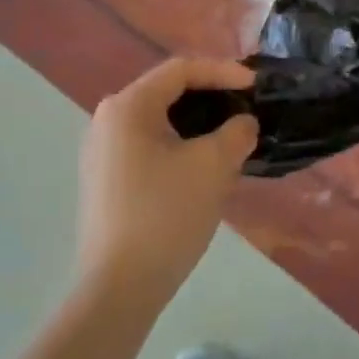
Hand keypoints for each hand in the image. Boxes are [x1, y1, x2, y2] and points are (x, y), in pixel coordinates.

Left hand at [77, 56, 257, 307]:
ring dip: (198, 123)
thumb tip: (242, 124)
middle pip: (167, 92)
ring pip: (159, 121)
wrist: (119, 287)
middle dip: (211, 96)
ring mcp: (102, 152)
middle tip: (246, 107)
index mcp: (128, 107)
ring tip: (231, 135)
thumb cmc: (167, 214)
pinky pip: (149, 145)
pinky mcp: (106, 180)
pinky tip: (204, 165)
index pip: (181, 70)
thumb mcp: (214, 166)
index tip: (256, 86)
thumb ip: (236, 132)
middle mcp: (107, 120)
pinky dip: (180, 144)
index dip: (223, 71)